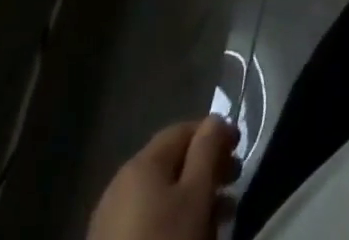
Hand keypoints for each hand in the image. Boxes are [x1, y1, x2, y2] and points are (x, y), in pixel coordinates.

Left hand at [88, 117, 239, 239]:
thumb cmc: (166, 239)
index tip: (238, 149)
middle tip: (233, 183)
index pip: (184, 129)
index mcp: (141, 162)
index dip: (215, 133)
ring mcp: (110, 218)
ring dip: (193, 197)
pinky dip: (171, 219)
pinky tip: (187, 234)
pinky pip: (148, 218)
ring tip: (218, 216)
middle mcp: (121, 182)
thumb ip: (208, 148)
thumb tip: (215, 120)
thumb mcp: (197, 193)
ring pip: (162, 194)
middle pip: (173, 162)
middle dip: (207, 168)